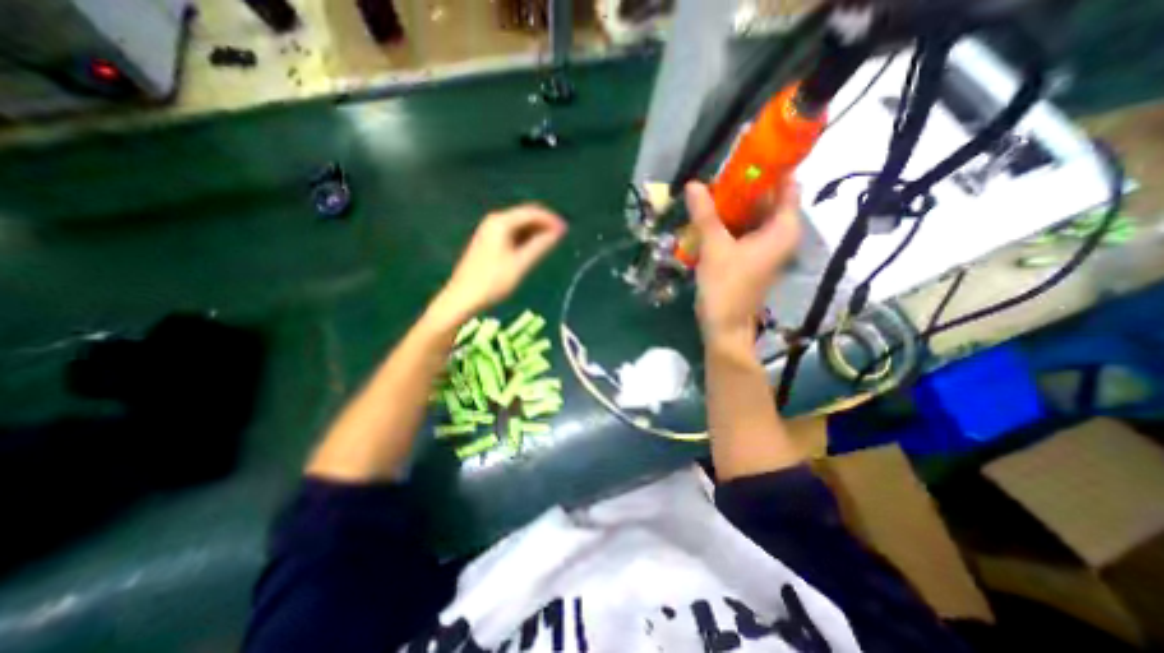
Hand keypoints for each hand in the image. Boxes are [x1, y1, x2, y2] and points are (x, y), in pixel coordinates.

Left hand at [431, 205, 569, 323]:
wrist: (462, 298)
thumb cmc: (493, 281)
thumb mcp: (520, 264)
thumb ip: (540, 246)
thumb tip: (558, 232)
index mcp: (501, 222)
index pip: (532, 212)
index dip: (551, 219)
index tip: (566, 229)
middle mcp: (493, 221)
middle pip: (524, 216)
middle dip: (544, 224)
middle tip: (561, 236)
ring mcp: (488, 231)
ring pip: (518, 225)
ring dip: (535, 231)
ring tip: (551, 243)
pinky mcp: (487, 242)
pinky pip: (511, 233)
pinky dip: (525, 238)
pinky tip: (533, 248)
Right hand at [689, 182, 800, 347]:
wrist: (724, 326)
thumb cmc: (726, 287)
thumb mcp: (714, 247)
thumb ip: (705, 214)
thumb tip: (694, 184)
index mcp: (783, 228)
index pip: (787, 185)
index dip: (769, 167)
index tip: (745, 154)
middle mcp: (779, 234)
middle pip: (767, 199)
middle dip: (744, 185)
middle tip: (718, 173)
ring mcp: (765, 246)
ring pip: (753, 215)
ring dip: (733, 204)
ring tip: (709, 190)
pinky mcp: (751, 256)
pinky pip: (744, 229)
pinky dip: (729, 221)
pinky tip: (709, 215)